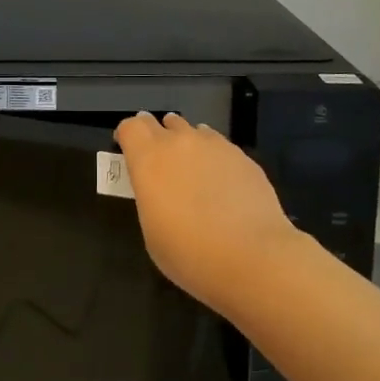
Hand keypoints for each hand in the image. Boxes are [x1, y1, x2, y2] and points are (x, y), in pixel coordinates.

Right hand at [112, 111, 302, 310]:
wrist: (253, 258)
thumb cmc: (190, 254)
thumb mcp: (152, 231)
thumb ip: (151, 197)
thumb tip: (160, 187)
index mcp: (149, 159)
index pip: (130, 127)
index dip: (126, 136)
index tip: (128, 151)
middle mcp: (180, 143)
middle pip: (159, 122)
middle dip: (154, 134)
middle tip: (157, 158)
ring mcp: (214, 145)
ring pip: (192, 130)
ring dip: (185, 142)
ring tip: (192, 169)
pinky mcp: (242, 156)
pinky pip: (219, 145)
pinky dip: (213, 156)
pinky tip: (221, 182)